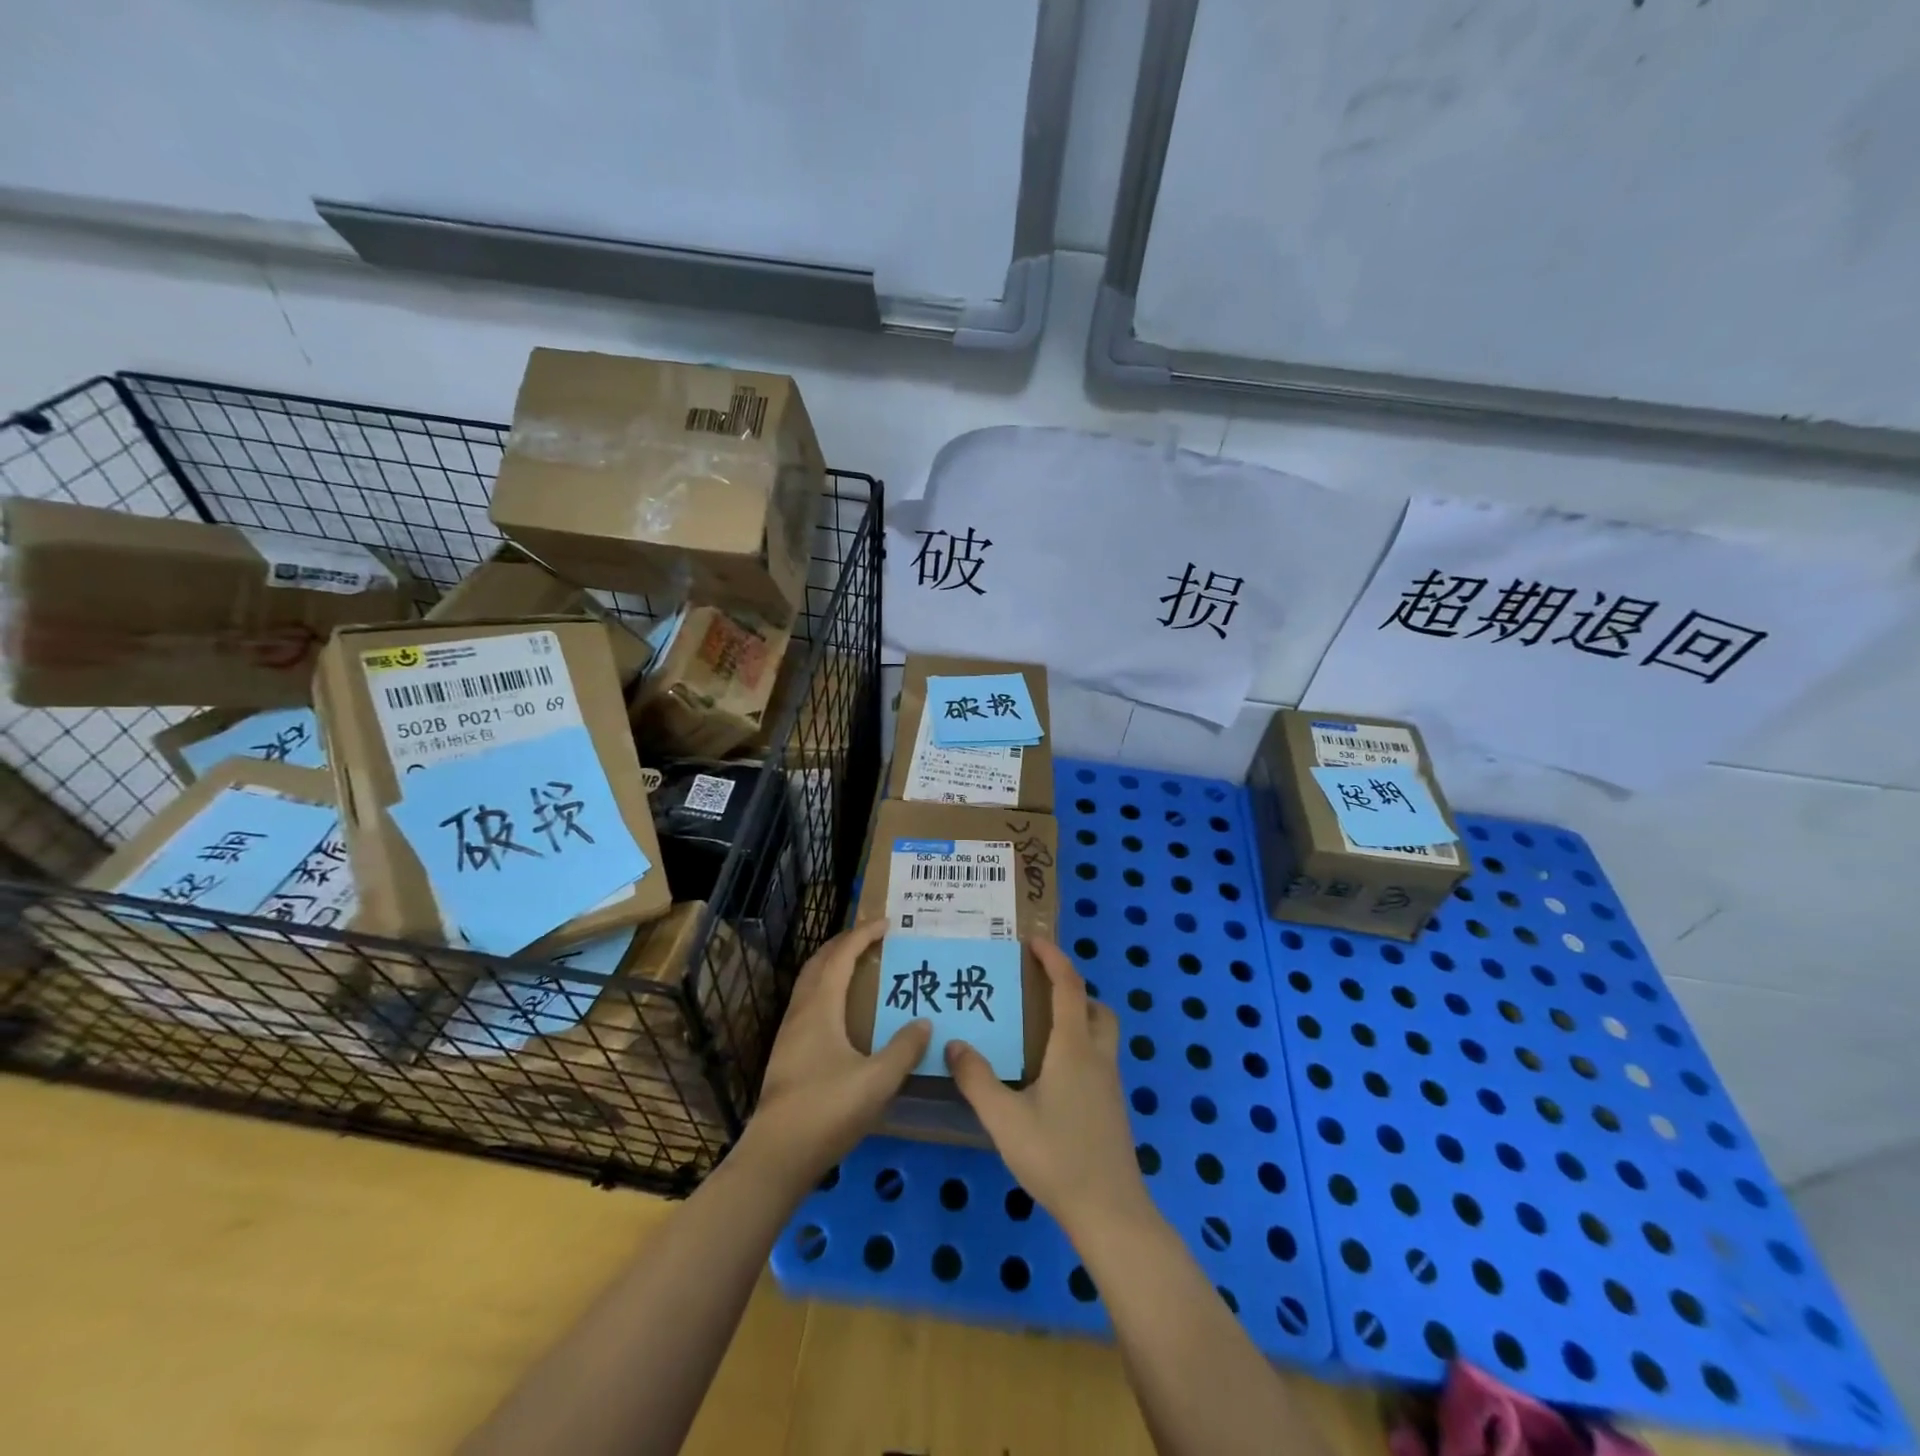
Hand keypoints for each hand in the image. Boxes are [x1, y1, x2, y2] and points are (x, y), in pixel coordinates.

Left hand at [744, 919, 930, 1187]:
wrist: (777, 1156)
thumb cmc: (828, 1110)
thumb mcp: (877, 1081)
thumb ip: (904, 1049)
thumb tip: (924, 1022)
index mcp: (820, 1008)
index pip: (841, 956)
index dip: (863, 935)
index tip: (887, 923)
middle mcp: (801, 1012)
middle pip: (820, 963)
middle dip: (845, 943)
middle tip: (872, 937)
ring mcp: (790, 1033)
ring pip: (810, 983)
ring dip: (833, 966)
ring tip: (859, 966)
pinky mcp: (788, 1054)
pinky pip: (809, 1003)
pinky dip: (827, 989)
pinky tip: (842, 1012)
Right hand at [946, 937, 1151, 1240]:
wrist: (1110, 1212)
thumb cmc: (1057, 1157)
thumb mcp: (1005, 1119)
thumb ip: (977, 1079)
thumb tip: (955, 1044)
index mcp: (1074, 1048)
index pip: (1070, 987)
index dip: (1054, 959)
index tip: (1034, 941)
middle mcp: (1097, 1057)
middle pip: (1096, 1007)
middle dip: (1073, 989)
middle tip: (1040, 990)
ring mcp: (1110, 1083)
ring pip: (1101, 1034)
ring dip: (1079, 1017)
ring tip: (1041, 1028)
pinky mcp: (1111, 1107)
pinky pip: (1098, 1058)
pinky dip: (1079, 1047)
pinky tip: (1051, 1075)